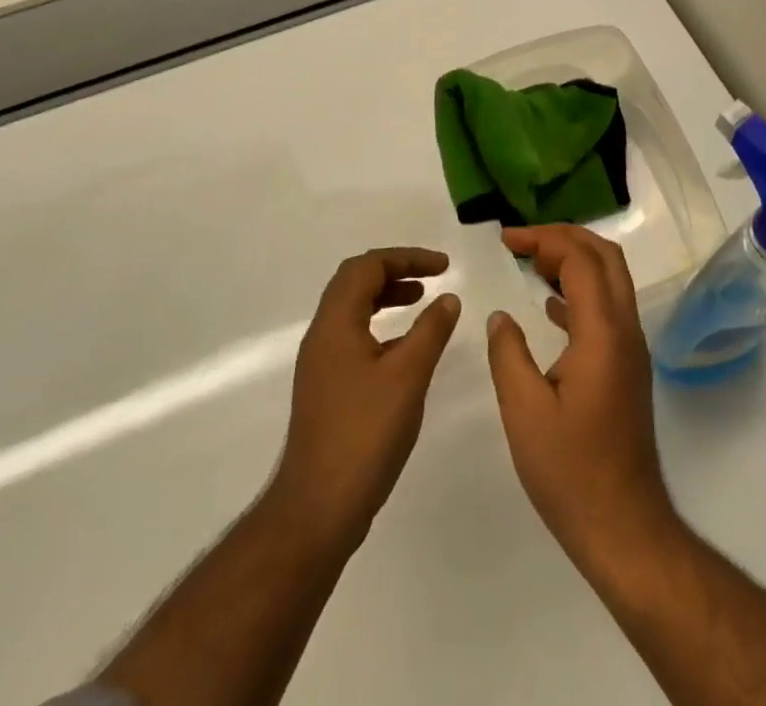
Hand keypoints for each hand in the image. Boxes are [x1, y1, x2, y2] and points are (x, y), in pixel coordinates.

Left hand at [270, 248, 462, 548]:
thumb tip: (448, 298)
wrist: (316, 508)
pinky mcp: (325, 388)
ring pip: (352, 310)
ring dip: (386, 297)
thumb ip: (430, 331)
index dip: (407, 258)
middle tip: (431, 277)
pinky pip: (353, 336)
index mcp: (336, 323)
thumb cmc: (364, 434)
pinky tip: (405, 349)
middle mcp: (322, 335)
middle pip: (355, 282)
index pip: (367, 267)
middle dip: (395, 271)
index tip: (444, 267)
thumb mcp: (408, 376)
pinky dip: (380, 326)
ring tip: (421, 302)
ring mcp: (320, 363)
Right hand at [486, 226, 677, 571]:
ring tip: (531, 262)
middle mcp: (625, 330)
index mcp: (602, 332)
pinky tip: (549, 305)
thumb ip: (508, 354)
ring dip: (574, 260)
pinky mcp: (627, 367)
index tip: (506, 240)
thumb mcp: (524, 412)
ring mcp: (631, 349)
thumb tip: (500, 316)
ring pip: (610, 279)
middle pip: (605, 256)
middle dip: (564, 237)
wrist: (624, 527)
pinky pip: (607, 307)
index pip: (580, 259)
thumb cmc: (571, 471)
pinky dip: (580, 290)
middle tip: (522, 242)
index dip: (543, 239)